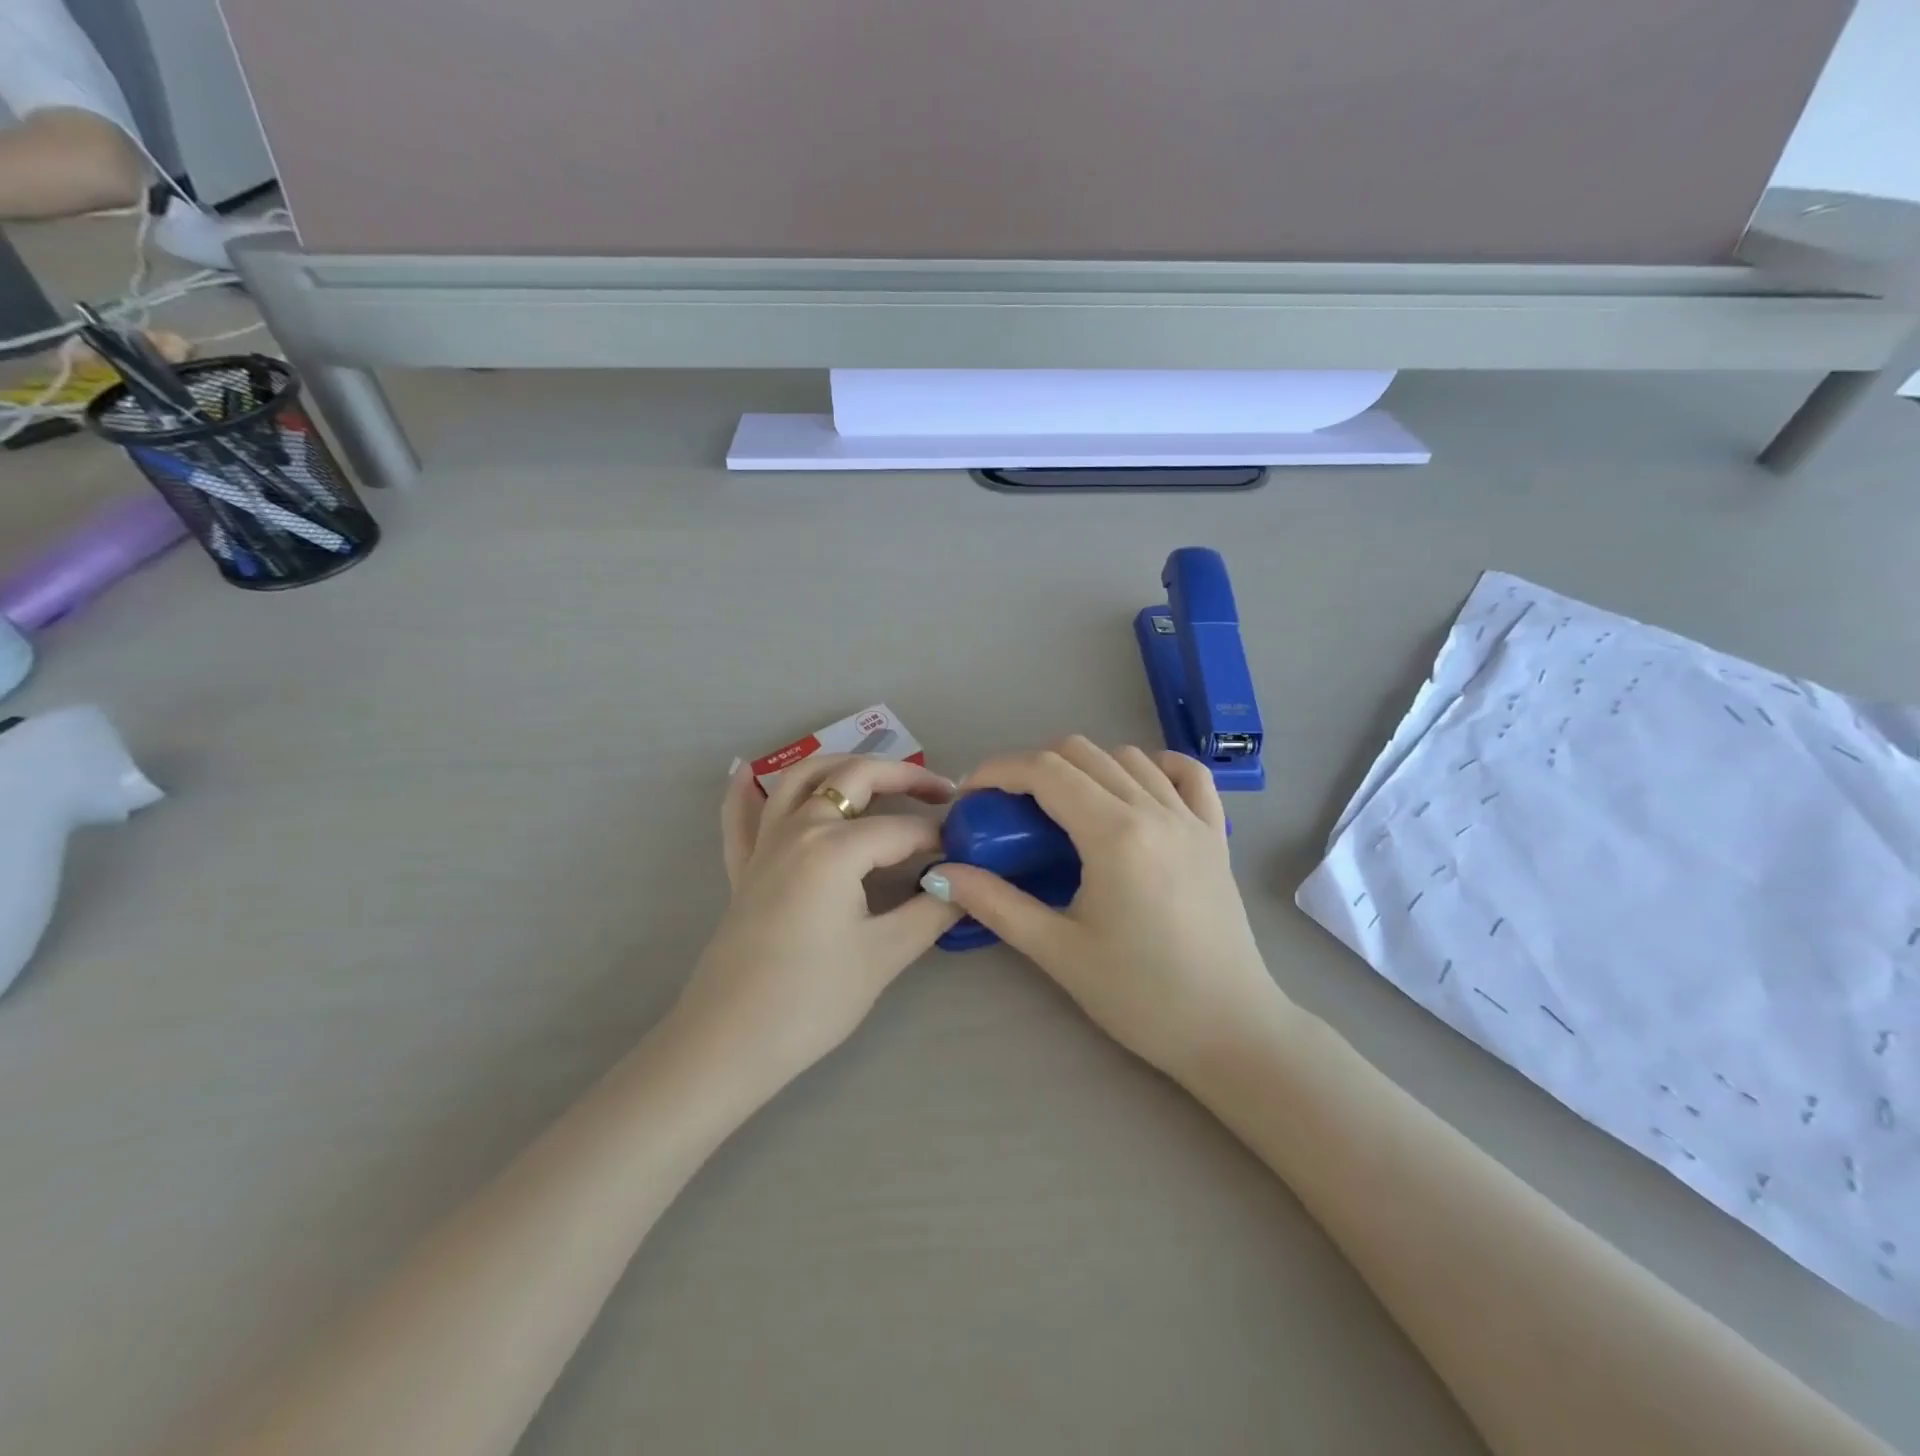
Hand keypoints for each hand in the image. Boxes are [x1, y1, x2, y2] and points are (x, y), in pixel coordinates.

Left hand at [672, 755, 960, 1092]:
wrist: (729, 1042)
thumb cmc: (812, 998)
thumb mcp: (884, 954)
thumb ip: (932, 910)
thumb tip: (967, 883)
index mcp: (835, 846)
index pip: (903, 829)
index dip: (941, 838)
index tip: (969, 852)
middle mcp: (799, 827)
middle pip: (856, 777)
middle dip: (905, 776)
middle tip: (942, 792)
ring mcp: (765, 844)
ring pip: (801, 778)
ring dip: (842, 766)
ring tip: (877, 775)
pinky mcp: (743, 867)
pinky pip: (741, 816)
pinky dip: (744, 789)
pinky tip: (746, 772)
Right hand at [925, 737, 1281, 1078]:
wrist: (1228, 1030)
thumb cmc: (1139, 996)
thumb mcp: (1057, 950)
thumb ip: (995, 903)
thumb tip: (939, 874)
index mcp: (1114, 834)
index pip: (1045, 771)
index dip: (999, 771)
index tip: (972, 795)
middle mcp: (1154, 810)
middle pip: (1081, 752)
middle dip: (1033, 767)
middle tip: (1009, 809)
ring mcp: (1191, 818)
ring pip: (1128, 756)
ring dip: (1085, 767)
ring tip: (1063, 807)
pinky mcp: (1216, 834)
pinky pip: (1187, 774)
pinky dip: (1153, 767)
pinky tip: (1133, 790)